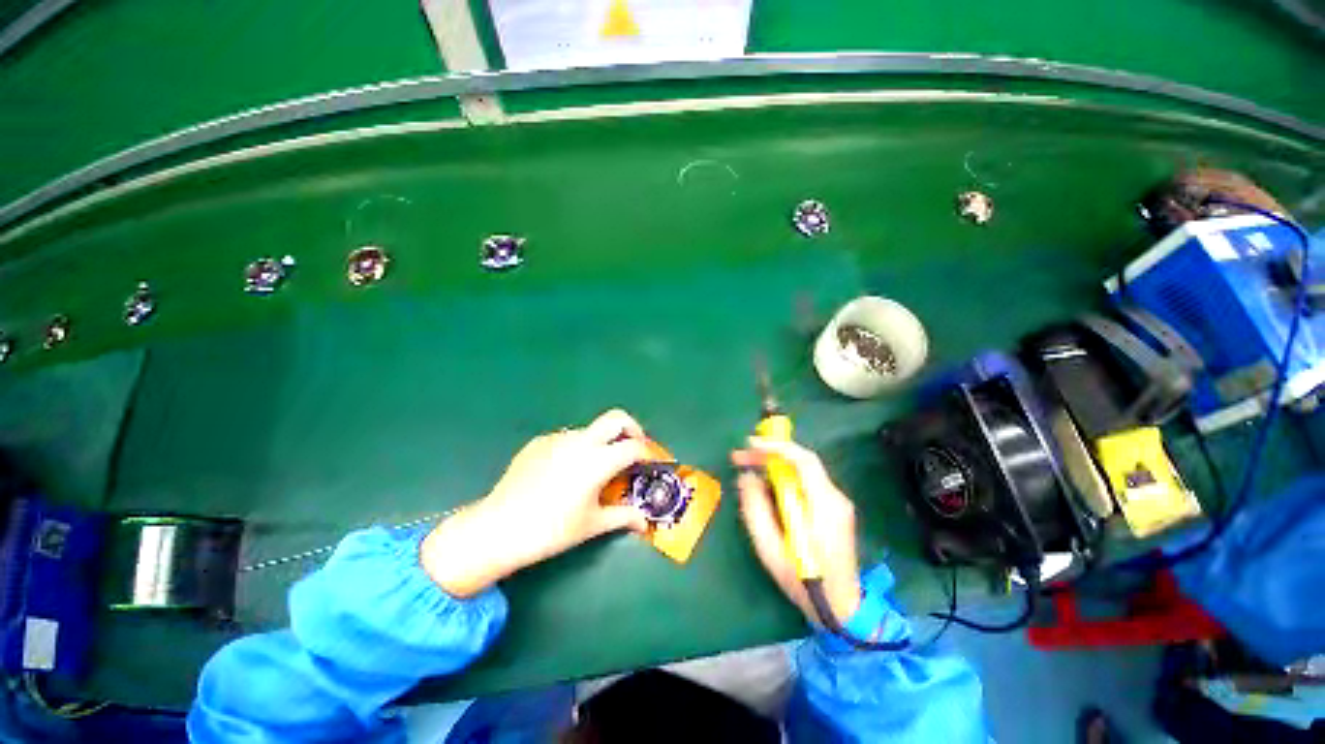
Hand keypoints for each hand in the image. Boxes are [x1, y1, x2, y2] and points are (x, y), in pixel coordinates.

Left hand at [422, 409, 654, 596]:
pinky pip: (567, 439)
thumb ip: (623, 517)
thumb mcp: (592, 524)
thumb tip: (644, 522)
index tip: (651, 463)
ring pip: (590, 430)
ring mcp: (558, 438)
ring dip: (602, 442)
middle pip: (617, 418)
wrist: (498, 527)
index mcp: (598, 461)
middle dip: (632, 428)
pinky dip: (577, 449)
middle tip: (634, 446)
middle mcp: (581, 441)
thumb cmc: (551, 529)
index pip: (634, 446)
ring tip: (595, 470)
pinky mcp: (539, 442)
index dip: (648, 452)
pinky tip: (565, 473)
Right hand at [731, 438, 862, 622]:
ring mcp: (837, 503)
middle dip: (769, 453)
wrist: (842, 608)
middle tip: (740, 456)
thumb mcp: (769, 548)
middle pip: (802, 462)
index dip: (777, 447)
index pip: (804, 461)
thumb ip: (756, 509)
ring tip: (748, 467)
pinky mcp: (833, 509)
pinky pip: (805, 483)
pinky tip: (768, 486)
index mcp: (824, 506)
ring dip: (775, 465)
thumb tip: (747, 477)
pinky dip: (784, 477)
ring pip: (803, 471)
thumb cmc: (803, 580)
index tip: (750, 443)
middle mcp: (835, 498)